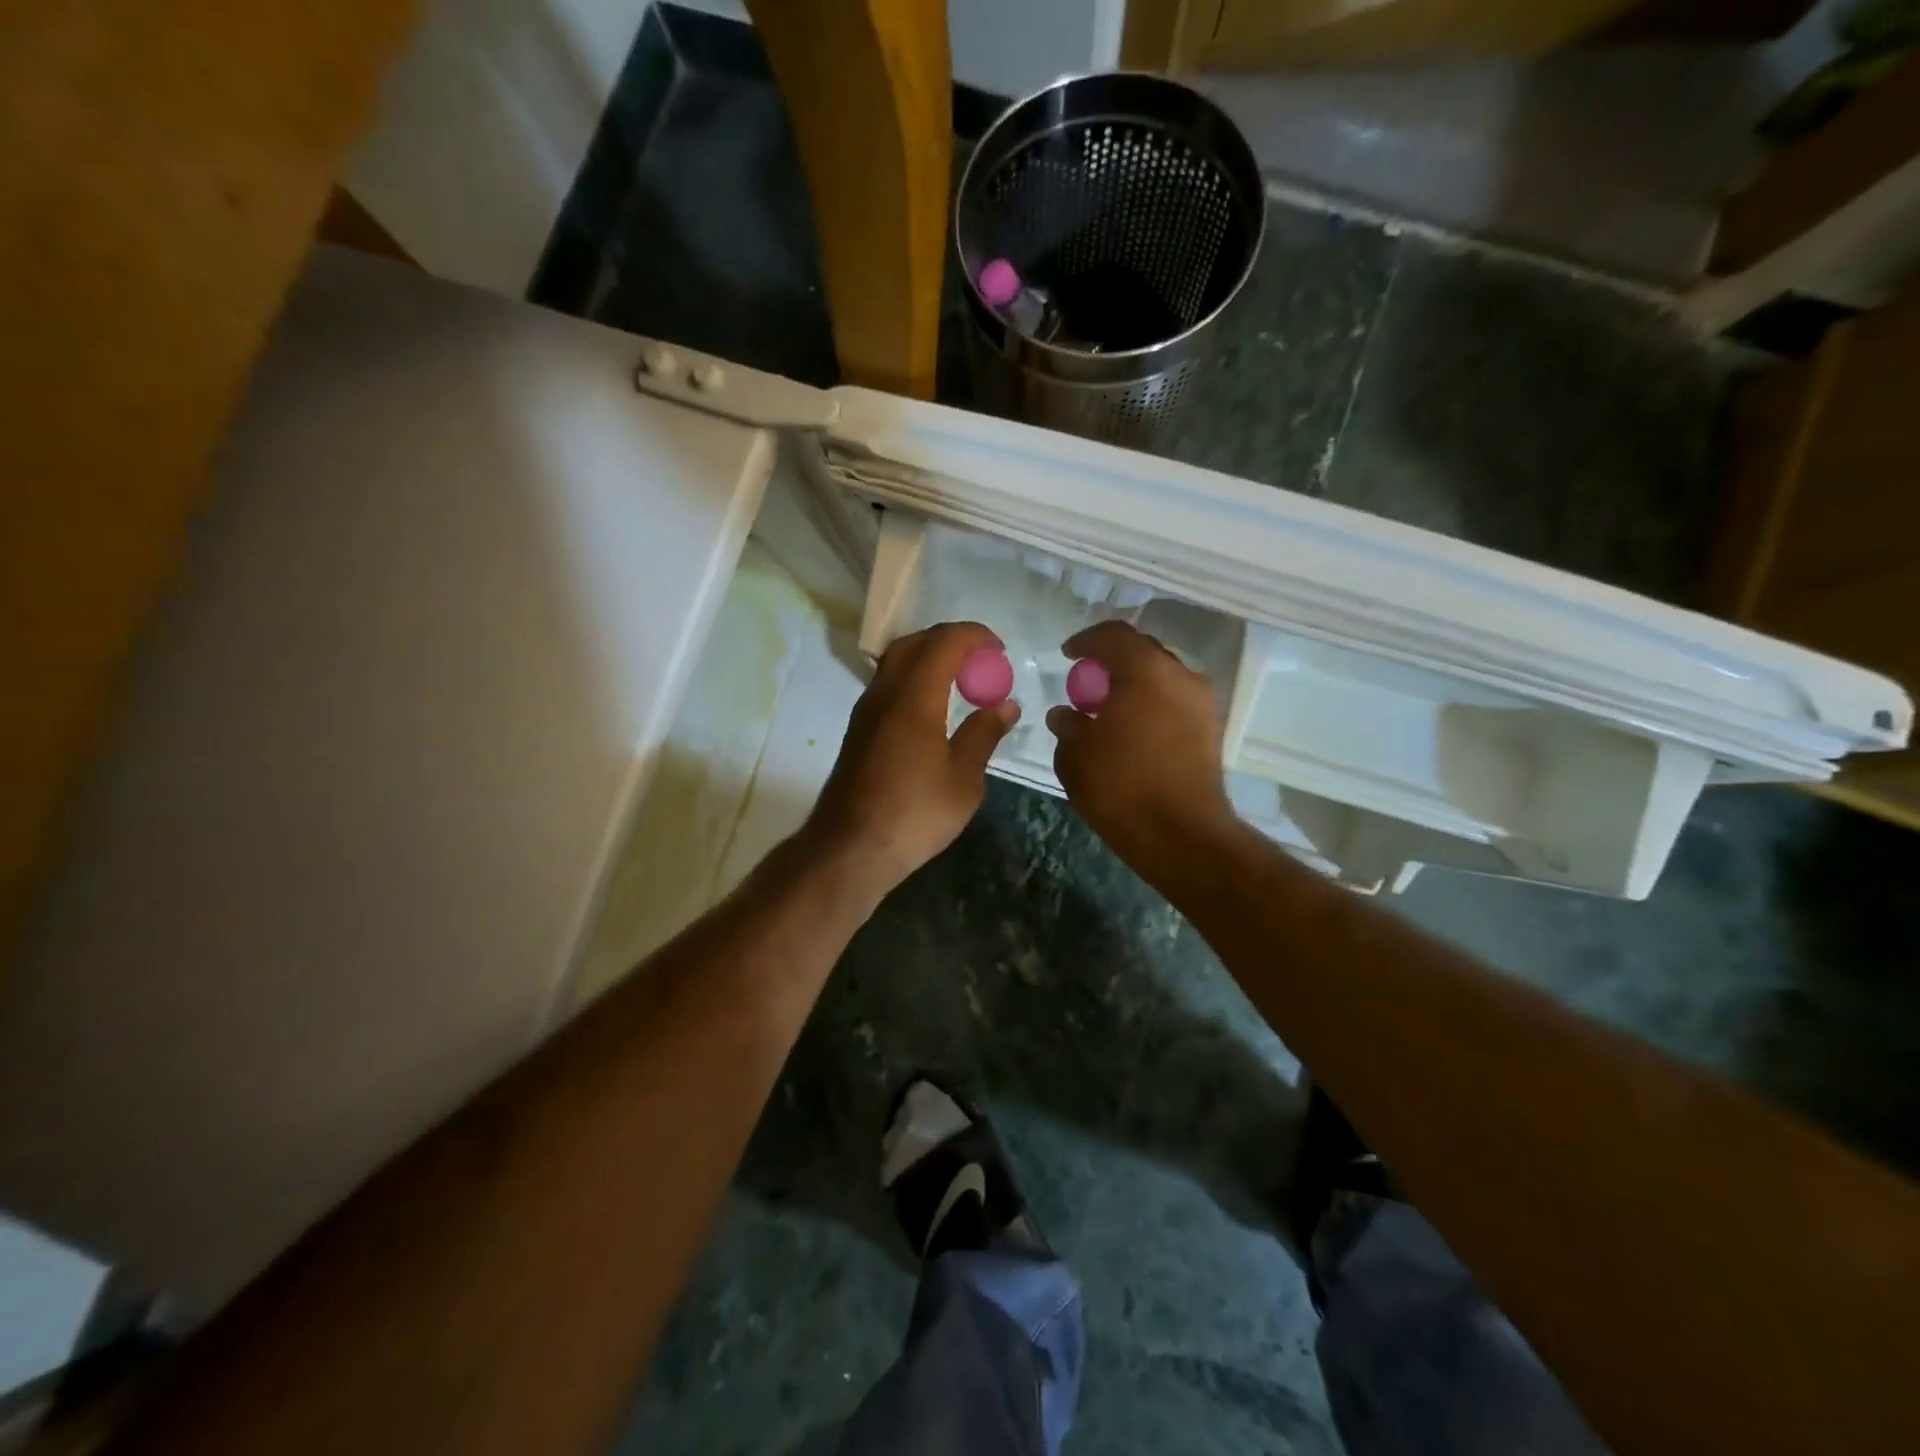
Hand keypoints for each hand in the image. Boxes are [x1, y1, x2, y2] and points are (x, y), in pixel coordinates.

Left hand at [804, 622, 1018, 898]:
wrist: (850, 849)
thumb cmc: (915, 814)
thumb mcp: (964, 779)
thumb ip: (984, 734)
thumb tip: (1005, 704)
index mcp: (914, 698)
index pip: (943, 643)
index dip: (974, 636)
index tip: (999, 650)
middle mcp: (884, 694)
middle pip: (913, 644)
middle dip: (949, 641)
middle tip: (980, 661)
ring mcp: (865, 712)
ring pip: (895, 664)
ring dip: (928, 659)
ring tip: (961, 682)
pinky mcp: (858, 731)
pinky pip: (888, 686)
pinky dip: (914, 681)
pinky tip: (934, 709)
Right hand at [1046, 621, 1236, 879]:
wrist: (1181, 834)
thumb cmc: (1121, 786)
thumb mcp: (1076, 754)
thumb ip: (1067, 725)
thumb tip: (1065, 714)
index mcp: (1145, 670)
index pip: (1113, 635)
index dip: (1086, 641)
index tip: (1067, 655)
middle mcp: (1181, 676)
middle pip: (1142, 652)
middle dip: (1112, 662)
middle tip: (1087, 682)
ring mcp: (1201, 703)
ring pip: (1161, 679)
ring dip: (1133, 686)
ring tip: (1107, 710)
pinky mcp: (1211, 730)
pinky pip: (1173, 702)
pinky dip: (1150, 705)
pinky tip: (1130, 730)